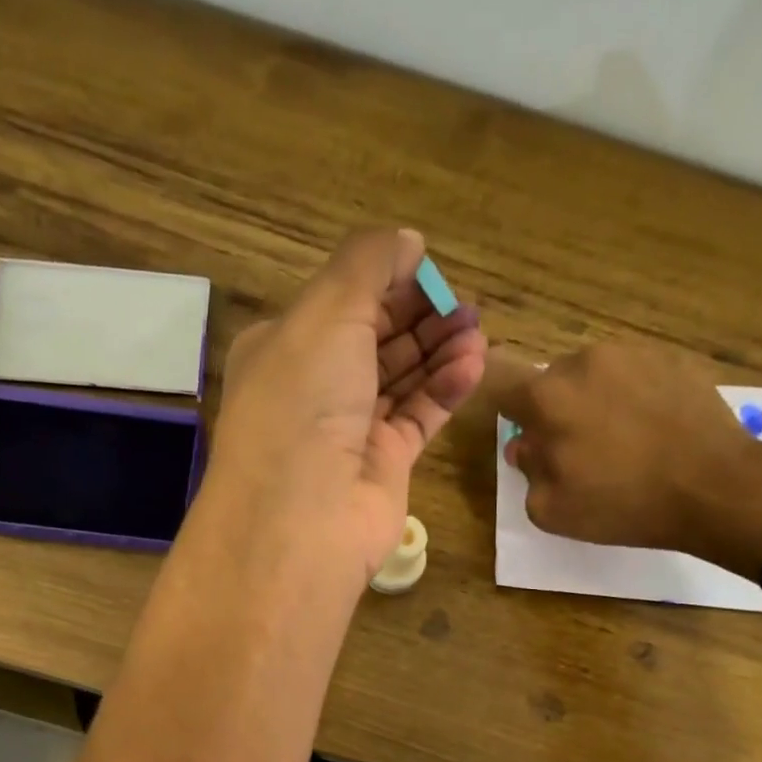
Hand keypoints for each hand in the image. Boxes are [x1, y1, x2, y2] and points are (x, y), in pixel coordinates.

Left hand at [206, 230, 486, 580]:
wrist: (303, 518)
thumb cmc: (304, 403)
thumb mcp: (326, 312)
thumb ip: (368, 265)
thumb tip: (408, 243)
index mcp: (284, 348)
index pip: (341, 304)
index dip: (387, 283)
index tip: (431, 271)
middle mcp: (314, 388)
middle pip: (376, 340)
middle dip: (421, 317)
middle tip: (466, 305)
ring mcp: (349, 430)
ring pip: (402, 379)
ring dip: (439, 350)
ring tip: (477, 330)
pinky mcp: (383, 465)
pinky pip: (419, 416)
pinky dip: (445, 389)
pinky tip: (474, 364)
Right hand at [495, 339, 761, 573]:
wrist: (715, 486)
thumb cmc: (623, 504)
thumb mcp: (552, 510)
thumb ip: (527, 472)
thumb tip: (526, 446)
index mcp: (546, 397)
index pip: (501, 384)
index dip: (507, 409)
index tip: (522, 432)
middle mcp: (583, 361)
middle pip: (551, 382)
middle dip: (555, 411)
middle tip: (578, 449)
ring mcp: (632, 353)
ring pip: (594, 375)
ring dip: (596, 401)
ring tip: (623, 439)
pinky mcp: (673, 357)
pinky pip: (635, 375)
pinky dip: (635, 397)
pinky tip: (654, 430)